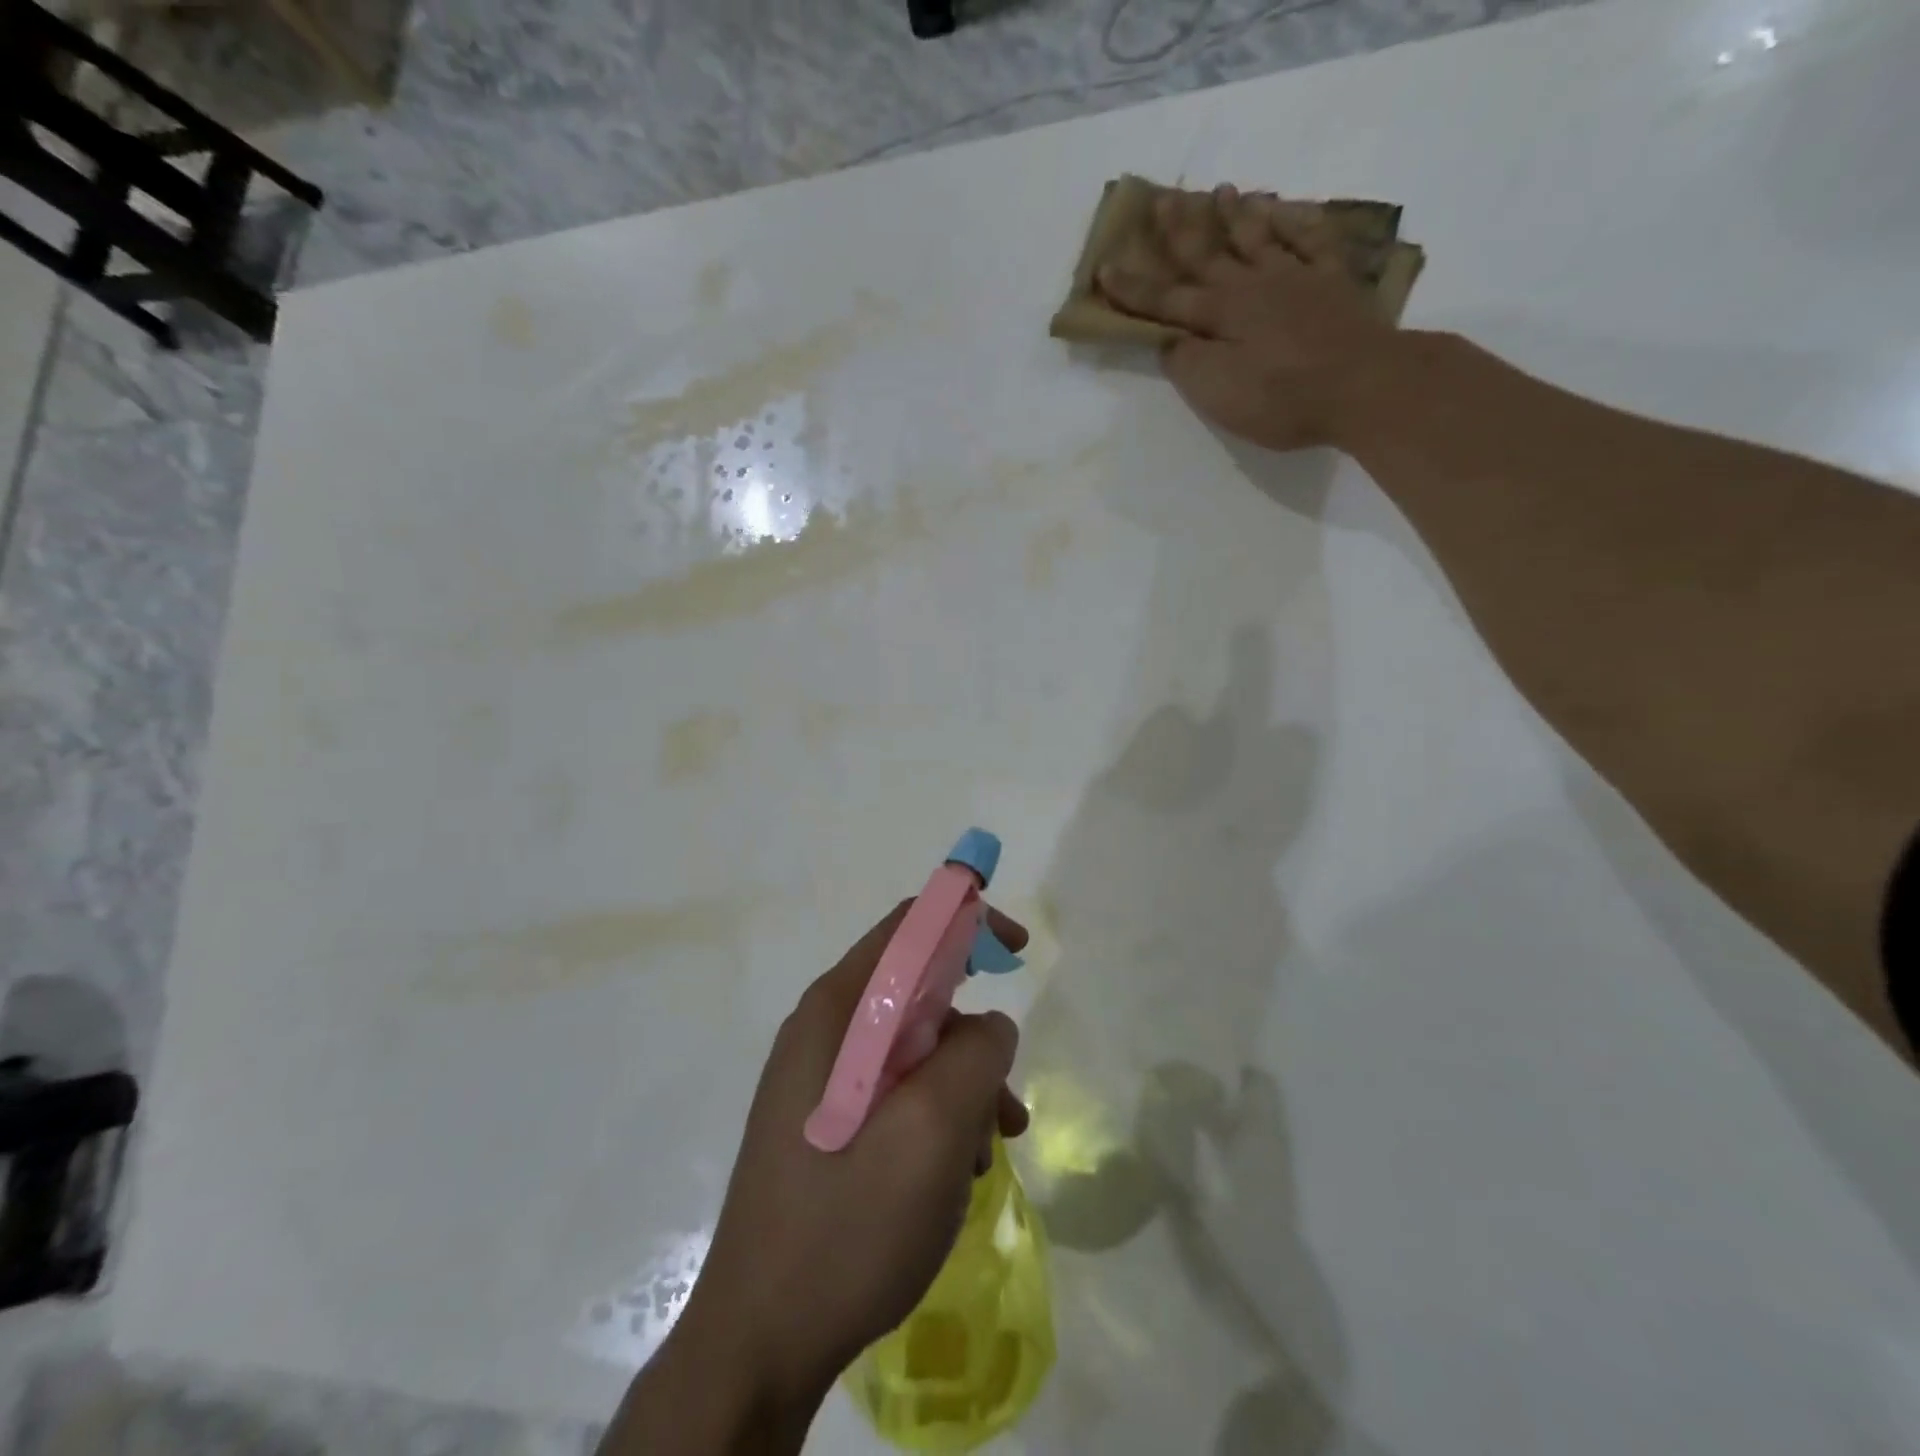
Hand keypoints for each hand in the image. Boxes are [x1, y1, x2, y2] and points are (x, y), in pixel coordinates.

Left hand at [678, 901, 1030, 1409]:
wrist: (760, 1341)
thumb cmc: (849, 1221)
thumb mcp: (933, 1129)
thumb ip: (976, 1054)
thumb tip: (989, 1026)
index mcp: (837, 1010)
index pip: (909, 927)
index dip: (967, 920)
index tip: (1018, 952)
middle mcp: (825, 1031)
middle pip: (916, 991)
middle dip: (972, 1032)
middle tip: (1005, 1090)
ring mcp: (821, 1080)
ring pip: (914, 1049)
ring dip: (963, 1086)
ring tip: (989, 1149)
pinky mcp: (827, 1123)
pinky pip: (897, 1092)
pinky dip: (938, 1116)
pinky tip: (957, 1171)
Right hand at [1097, 185, 1400, 451]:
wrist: (1363, 385)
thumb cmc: (1282, 398)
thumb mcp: (1219, 393)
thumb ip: (1188, 364)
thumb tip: (1170, 341)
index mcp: (1220, 315)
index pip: (1166, 300)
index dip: (1133, 289)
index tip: (1105, 268)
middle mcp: (1253, 286)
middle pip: (1209, 253)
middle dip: (1181, 229)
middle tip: (1163, 198)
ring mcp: (1296, 278)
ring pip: (1259, 237)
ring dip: (1237, 214)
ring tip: (1223, 191)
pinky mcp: (1334, 282)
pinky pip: (1313, 240)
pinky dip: (1298, 222)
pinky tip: (1290, 211)